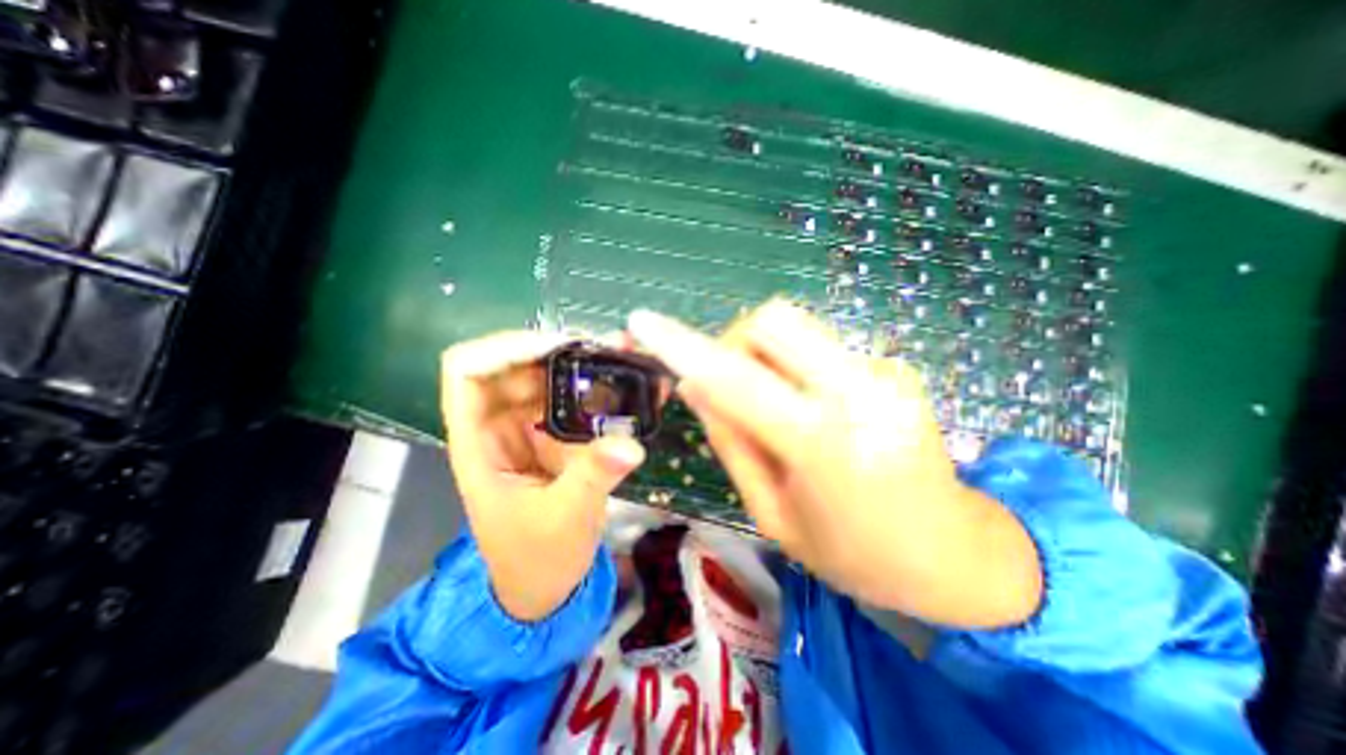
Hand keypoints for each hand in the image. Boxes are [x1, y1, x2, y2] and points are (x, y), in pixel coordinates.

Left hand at [444, 333, 646, 621]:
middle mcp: (499, 426)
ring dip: (580, 365)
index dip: (504, 348)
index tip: (557, 348)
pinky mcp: (557, 436)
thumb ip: (594, 476)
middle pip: (515, 365)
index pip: (467, 372)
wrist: (546, 584)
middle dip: (556, 351)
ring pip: (546, 378)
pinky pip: (572, 400)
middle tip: (605, 350)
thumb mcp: (565, 519)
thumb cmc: (537, 557)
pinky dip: (595, 388)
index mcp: (478, 443)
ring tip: (621, 361)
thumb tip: (632, 446)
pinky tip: (624, 386)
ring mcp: (530, 429)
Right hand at [626, 304, 1045, 627]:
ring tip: (776, 405)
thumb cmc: (853, 554)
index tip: (643, 321)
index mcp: (821, 444)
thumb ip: (730, 440)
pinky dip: (799, 368)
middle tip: (733, 386)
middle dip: (735, 343)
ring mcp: (885, 372)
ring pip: (796, 326)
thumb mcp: (772, 513)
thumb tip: (693, 384)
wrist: (955, 555)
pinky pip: (821, 347)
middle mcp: (858, 392)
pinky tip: (819, 411)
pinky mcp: (896, 366)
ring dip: (766, 355)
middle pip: (772, 319)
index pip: (734, 379)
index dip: (682, 346)